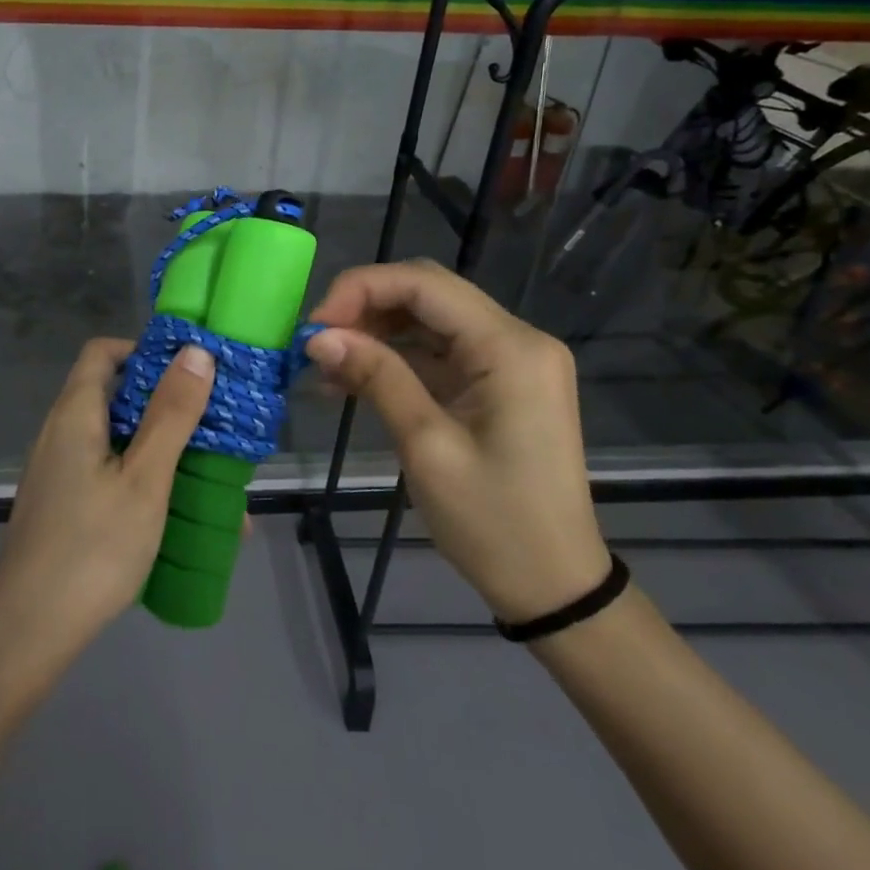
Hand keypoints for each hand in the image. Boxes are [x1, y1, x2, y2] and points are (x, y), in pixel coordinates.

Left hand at [0, 338, 215, 657]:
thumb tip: (194, 351)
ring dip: (161, 449)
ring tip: (210, 477)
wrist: (29, 630)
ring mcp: (58, 471)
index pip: (103, 352)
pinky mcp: (62, 505)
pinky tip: (177, 515)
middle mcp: (60, 433)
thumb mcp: (145, 479)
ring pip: (116, 440)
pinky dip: (143, 479)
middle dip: (166, 406)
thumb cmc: (93, 547)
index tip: (190, 371)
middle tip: (214, 426)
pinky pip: (107, 473)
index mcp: (75, 414)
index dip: (145, 350)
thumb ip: (171, 415)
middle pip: (114, 396)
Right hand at [304, 260, 607, 623]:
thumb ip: (376, 378)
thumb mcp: (426, 446)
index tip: (314, 327)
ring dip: (375, 335)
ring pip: (429, 322)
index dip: (360, 290)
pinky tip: (352, 383)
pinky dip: (395, 361)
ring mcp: (510, 362)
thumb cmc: (493, 521)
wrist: (554, 585)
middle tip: (315, 344)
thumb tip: (318, 337)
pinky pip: (439, 354)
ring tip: (324, 367)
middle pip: (427, 295)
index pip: (424, 283)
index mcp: (510, 347)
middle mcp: (517, 339)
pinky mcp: (499, 385)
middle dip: (364, 309)